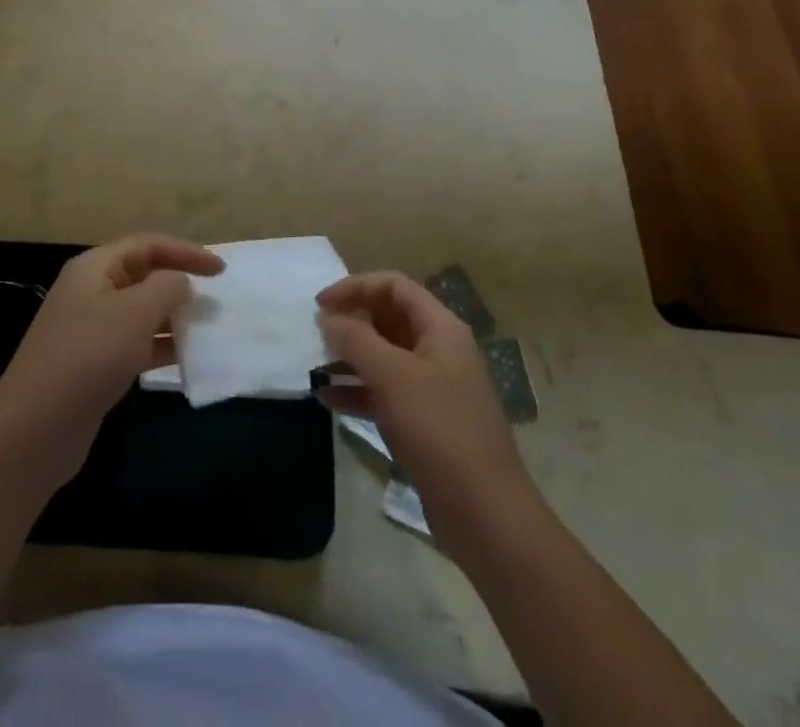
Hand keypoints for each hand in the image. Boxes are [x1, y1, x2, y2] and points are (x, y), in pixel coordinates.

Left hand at [0, 234, 222, 486]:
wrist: (35, 429)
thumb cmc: (88, 357)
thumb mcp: (134, 313)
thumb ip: (166, 288)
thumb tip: (180, 282)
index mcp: (95, 267)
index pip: (148, 245)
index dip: (186, 252)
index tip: (221, 271)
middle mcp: (91, 291)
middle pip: (144, 275)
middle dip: (180, 284)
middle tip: (216, 300)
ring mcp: (91, 329)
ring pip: (141, 311)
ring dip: (174, 317)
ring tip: (208, 329)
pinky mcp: (95, 364)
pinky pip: (136, 343)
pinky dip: (161, 346)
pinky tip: (186, 359)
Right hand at [317, 272, 531, 529]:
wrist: (485, 514)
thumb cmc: (439, 430)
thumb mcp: (392, 376)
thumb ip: (355, 340)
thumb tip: (327, 318)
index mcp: (440, 328)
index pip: (393, 285)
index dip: (355, 287)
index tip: (321, 304)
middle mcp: (439, 350)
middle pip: (387, 318)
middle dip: (350, 322)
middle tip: (315, 335)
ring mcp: (433, 387)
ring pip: (383, 356)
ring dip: (348, 358)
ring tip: (314, 367)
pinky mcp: (424, 421)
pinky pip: (384, 392)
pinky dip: (356, 390)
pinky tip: (327, 400)